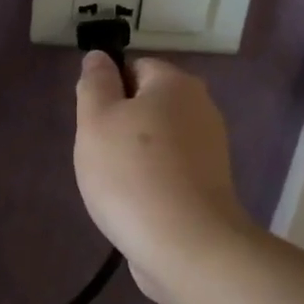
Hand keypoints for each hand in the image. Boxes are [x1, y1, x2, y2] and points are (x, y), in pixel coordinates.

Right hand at [74, 52, 253, 303]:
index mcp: (176, 84)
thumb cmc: (132, 173)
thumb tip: (99, 57)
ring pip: (158, 141)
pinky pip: (170, 171)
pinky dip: (152, 183)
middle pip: (148, 105)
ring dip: (134, 158)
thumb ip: (95, 83)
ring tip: (116, 187)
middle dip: (120, 126)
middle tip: (100, 155)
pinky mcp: (210, 187)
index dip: (108, 91)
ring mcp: (210, 150)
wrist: (186, 245)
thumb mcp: (96, 120)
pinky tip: (137, 205)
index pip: (135, 67)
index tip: (93, 123)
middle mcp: (201, 109)